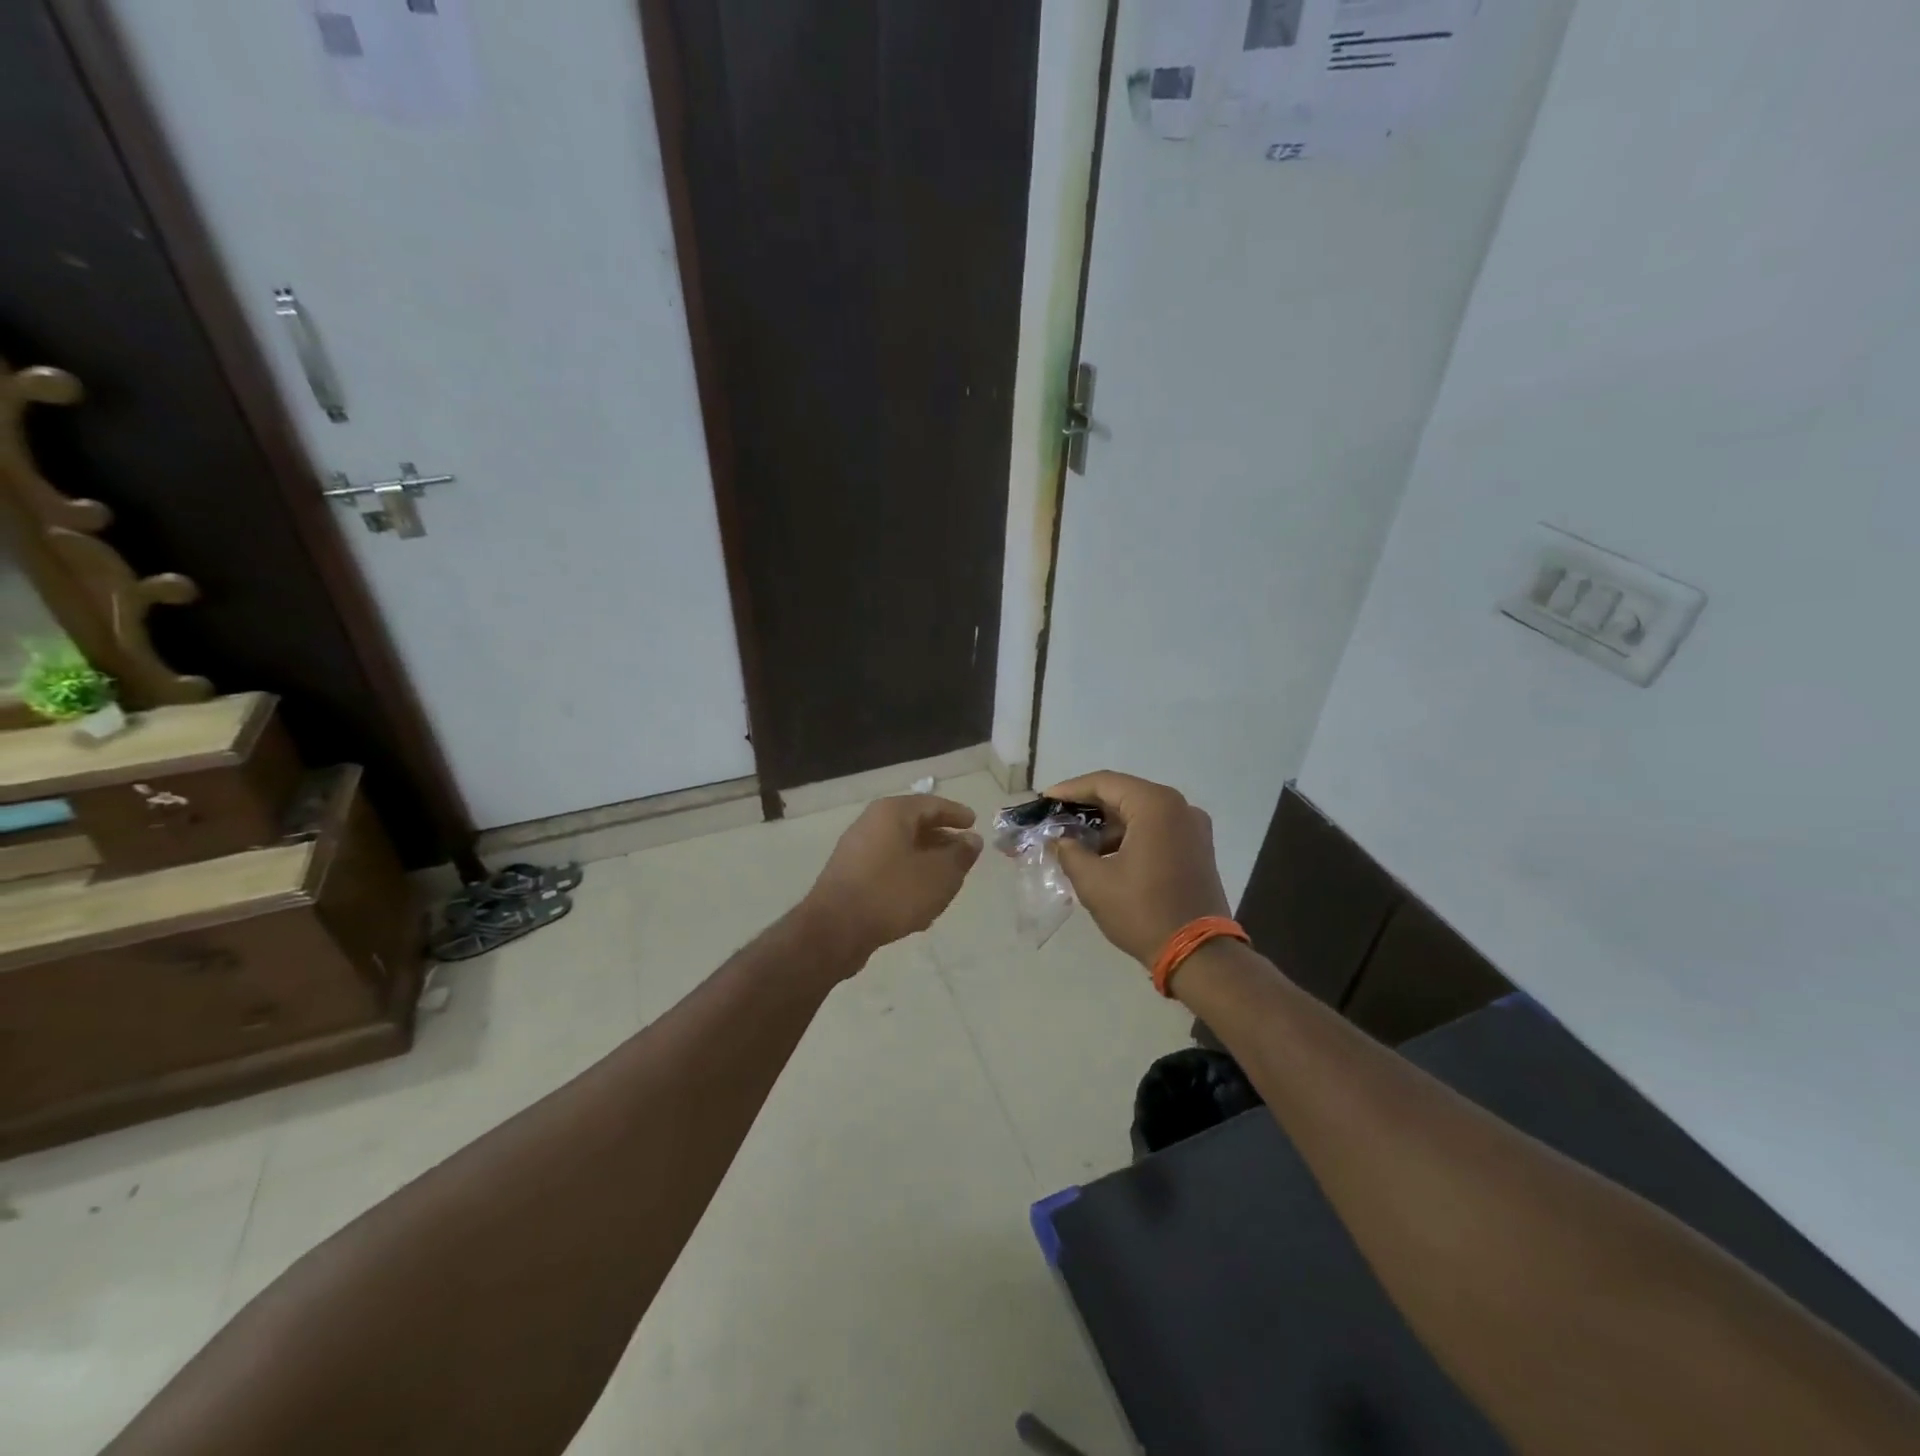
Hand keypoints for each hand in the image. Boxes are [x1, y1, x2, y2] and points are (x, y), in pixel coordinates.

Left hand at [801, 794, 982, 965]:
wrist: (835, 930)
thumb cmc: (893, 893)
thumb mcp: (939, 875)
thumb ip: (960, 855)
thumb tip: (971, 840)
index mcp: (892, 813)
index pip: (932, 804)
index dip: (956, 814)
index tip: (974, 823)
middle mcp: (870, 823)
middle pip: (914, 825)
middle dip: (941, 839)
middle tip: (962, 853)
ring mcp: (856, 850)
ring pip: (900, 849)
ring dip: (924, 861)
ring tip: (946, 879)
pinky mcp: (848, 876)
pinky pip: (886, 868)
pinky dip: (906, 877)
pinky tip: (920, 901)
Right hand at [1044, 771, 1229, 967]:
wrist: (1199, 954)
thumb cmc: (1143, 912)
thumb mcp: (1094, 882)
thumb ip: (1070, 852)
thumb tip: (1060, 840)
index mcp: (1156, 805)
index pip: (1104, 783)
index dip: (1070, 789)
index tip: (1044, 799)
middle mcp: (1179, 807)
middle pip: (1124, 794)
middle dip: (1088, 806)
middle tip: (1056, 817)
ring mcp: (1193, 827)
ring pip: (1140, 812)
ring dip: (1108, 824)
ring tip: (1075, 840)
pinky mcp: (1197, 848)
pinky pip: (1156, 828)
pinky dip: (1129, 835)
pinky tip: (1104, 853)